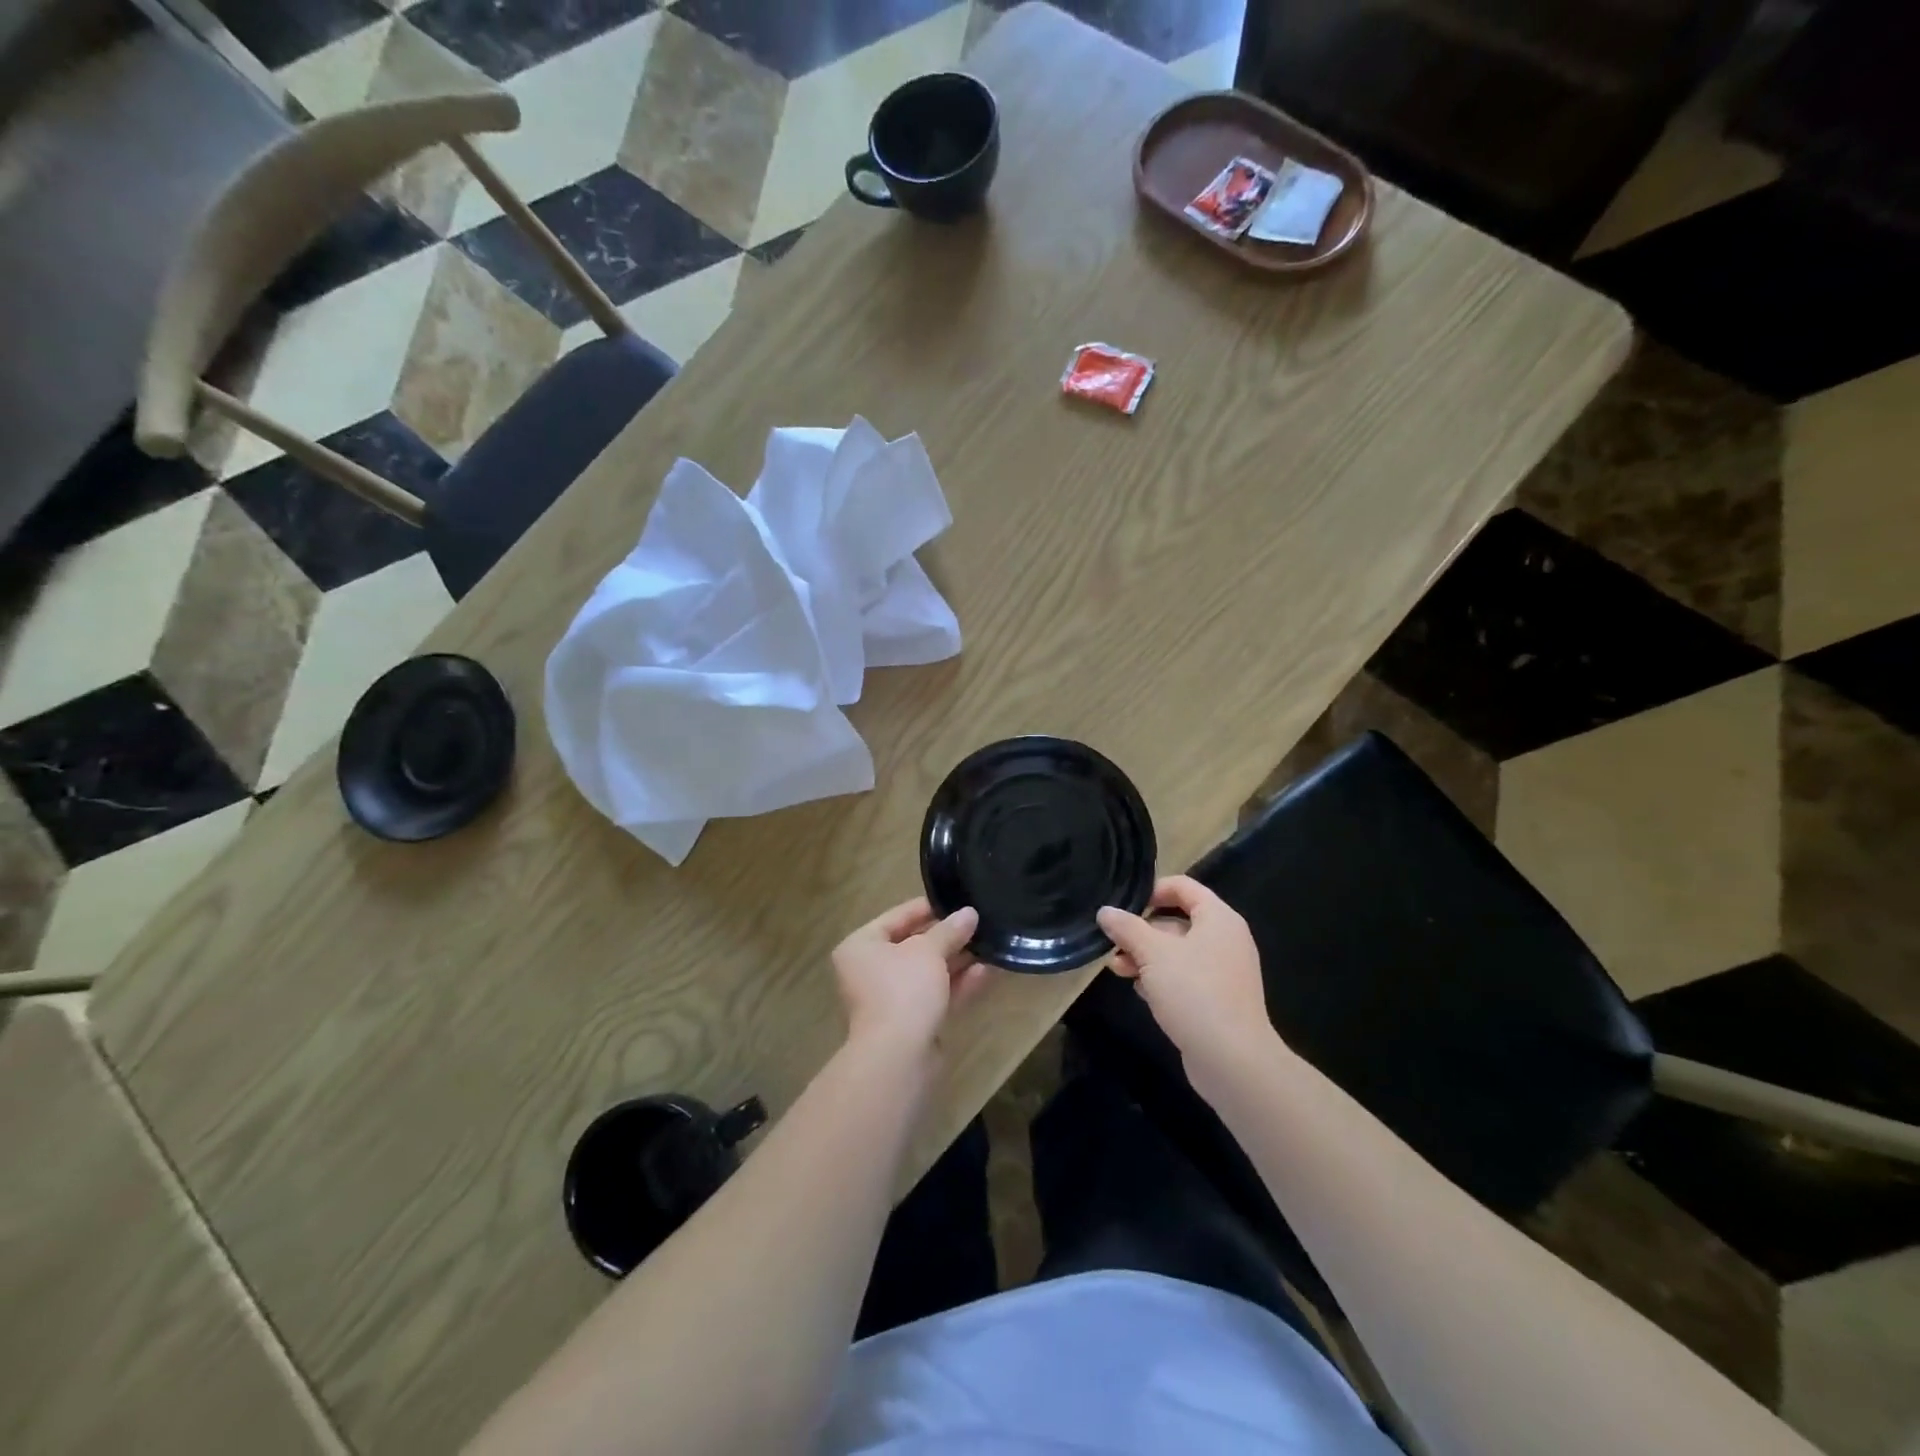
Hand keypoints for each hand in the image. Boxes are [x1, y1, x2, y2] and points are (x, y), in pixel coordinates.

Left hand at [833, 899, 989, 1059]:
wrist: (898, 1058)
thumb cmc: (903, 989)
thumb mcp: (928, 951)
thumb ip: (949, 930)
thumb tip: (969, 913)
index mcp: (861, 946)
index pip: (896, 917)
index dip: (928, 908)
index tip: (957, 901)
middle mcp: (871, 971)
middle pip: (914, 945)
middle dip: (948, 936)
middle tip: (979, 922)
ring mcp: (892, 999)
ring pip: (929, 972)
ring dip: (959, 960)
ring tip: (991, 943)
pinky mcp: (913, 1023)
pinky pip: (937, 995)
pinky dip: (959, 983)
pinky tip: (989, 970)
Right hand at [1097, 877, 1277, 1082]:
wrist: (1233, 1060)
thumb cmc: (1194, 993)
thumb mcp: (1153, 953)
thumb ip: (1127, 928)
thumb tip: (1106, 911)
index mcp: (1219, 919)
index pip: (1183, 887)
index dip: (1151, 891)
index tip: (1123, 908)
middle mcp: (1225, 940)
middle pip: (1177, 921)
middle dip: (1141, 931)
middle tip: (1113, 945)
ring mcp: (1223, 972)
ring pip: (1177, 953)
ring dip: (1145, 957)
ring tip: (1118, 970)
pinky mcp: (1217, 1000)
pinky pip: (1185, 978)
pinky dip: (1161, 980)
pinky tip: (1141, 992)